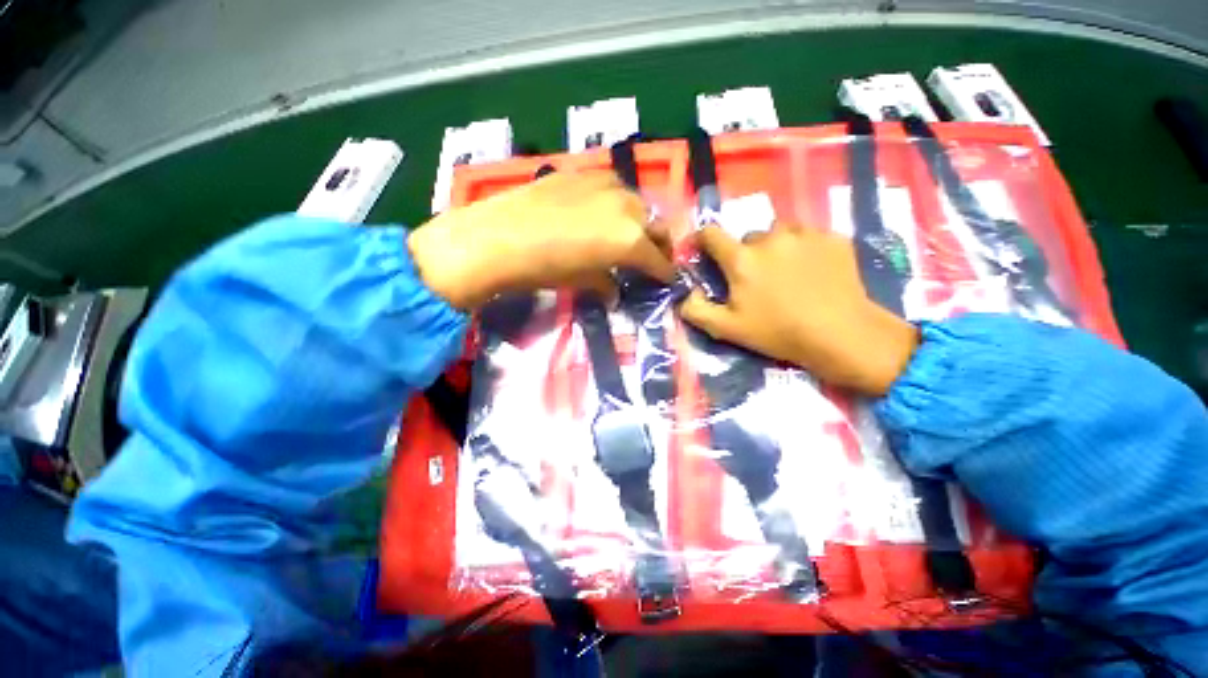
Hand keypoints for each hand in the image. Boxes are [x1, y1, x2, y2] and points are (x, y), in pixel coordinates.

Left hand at [408, 171, 673, 309]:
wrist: (497, 237)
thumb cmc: (543, 269)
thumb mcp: (580, 282)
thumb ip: (605, 284)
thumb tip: (613, 292)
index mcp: (630, 240)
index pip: (659, 260)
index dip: (665, 273)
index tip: (667, 280)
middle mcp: (627, 208)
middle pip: (657, 226)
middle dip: (660, 245)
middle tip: (653, 258)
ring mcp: (606, 185)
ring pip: (639, 203)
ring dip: (641, 221)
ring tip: (629, 235)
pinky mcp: (584, 173)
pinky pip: (614, 188)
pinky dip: (618, 204)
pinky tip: (603, 213)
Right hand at [678, 225, 918, 395]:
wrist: (841, 335)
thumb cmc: (777, 332)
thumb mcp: (727, 329)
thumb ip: (695, 310)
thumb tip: (686, 293)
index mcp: (741, 259)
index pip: (711, 234)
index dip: (703, 239)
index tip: (704, 250)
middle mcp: (770, 238)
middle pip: (748, 237)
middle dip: (746, 254)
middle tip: (757, 279)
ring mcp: (804, 234)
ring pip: (779, 232)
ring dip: (776, 247)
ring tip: (787, 272)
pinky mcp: (832, 237)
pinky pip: (808, 236)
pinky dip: (804, 248)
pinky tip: (814, 271)